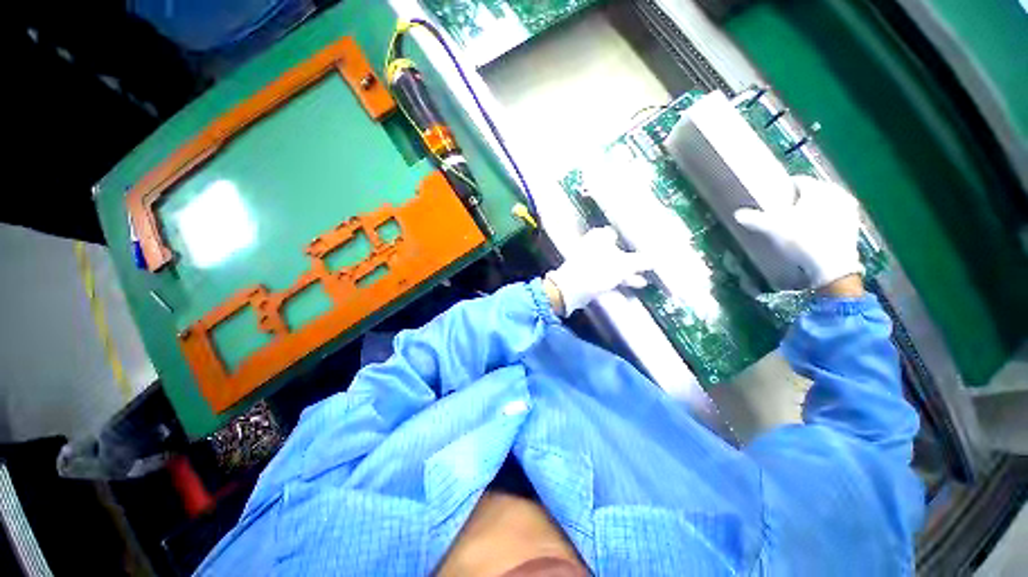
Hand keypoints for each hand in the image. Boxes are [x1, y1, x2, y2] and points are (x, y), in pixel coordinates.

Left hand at [544, 227, 649, 316]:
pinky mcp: (590, 275)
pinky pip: (610, 274)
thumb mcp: (624, 265)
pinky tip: (636, 284)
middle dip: (633, 258)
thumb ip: (641, 261)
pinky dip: (622, 278)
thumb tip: (656, 258)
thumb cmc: (597, 270)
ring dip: (629, 271)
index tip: (646, 245)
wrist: (571, 290)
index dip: (633, 239)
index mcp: (601, 236)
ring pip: (615, 263)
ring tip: (646, 279)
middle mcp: (595, 245)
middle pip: (618, 249)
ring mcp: (591, 261)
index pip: (620, 232)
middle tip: (649, 263)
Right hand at [734, 176, 863, 290]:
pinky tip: (829, 232)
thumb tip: (737, 214)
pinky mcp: (855, 221)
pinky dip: (836, 219)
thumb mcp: (776, 231)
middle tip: (798, 219)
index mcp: (812, 186)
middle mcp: (831, 189)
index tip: (784, 206)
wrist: (834, 270)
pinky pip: (842, 213)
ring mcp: (846, 204)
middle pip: (814, 191)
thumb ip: (757, 220)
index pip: (798, 182)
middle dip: (807, 201)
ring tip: (813, 226)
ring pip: (829, 201)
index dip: (789, 193)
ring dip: (822, 209)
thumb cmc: (804, 244)